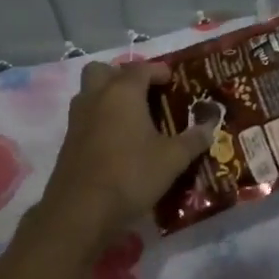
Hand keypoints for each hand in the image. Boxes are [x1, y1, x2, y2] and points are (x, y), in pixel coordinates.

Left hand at [36, 60, 211, 244]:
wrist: (81, 210)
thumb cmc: (131, 175)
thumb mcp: (172, 159)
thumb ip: (193, 140)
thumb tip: (210, 126)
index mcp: (123, 93)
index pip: (141, 68)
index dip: (158, 70)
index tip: (172, 78)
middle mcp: (96, 98)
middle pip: (103, 71)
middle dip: (123, 75)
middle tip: (144, 92)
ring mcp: (77, 119)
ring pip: (90, 93)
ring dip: (108, 96)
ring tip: (132, 116)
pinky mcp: (68, 141)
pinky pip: (85, 117)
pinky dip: (100, 119)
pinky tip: (118, 141)